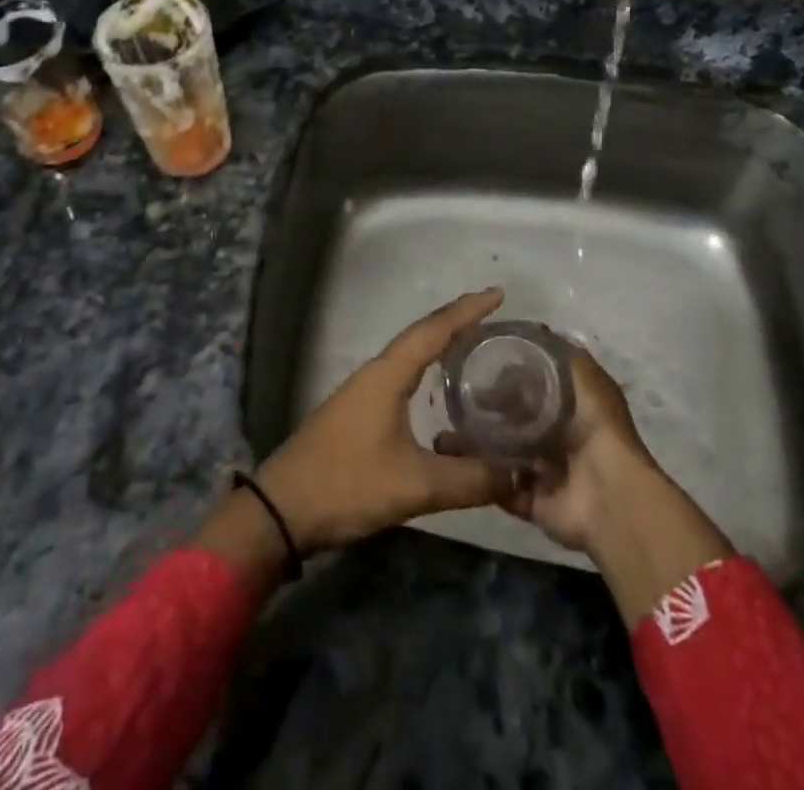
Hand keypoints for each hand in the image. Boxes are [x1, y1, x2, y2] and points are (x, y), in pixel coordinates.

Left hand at [253, 288, 518, 554]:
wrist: (282, 511)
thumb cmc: (347, 485)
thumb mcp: (415, 485)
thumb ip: (470, 479)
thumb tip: (520, 474)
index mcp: (388, 375)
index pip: (434, 330)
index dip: (467, 310)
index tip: (498, 293)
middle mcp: (376, 373)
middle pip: (422, 335)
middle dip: (457, 321)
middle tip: (493, 315)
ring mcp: (364, 391)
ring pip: (410, 355)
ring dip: (440, 343)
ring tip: (475, 343)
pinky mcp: (359, 412)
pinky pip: (402, 375)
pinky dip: (426, 369)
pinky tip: (439, 387)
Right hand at [440, 338, 733, 625]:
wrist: (607, 495)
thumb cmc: (597, 428)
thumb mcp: (585, 376)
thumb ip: (562, 353)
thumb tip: (536, 329)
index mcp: (574, 406)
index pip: (535, 384)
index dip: (509, 372)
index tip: (477, 360)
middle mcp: (559, 437)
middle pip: (516, 418)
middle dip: (489, 409)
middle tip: (456, 396)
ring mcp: (545, 471)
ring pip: (504, 452)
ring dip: (478, 444)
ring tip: (446, 431)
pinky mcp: (532, 501)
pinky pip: (500, 486)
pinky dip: (480, 477)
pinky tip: (453, 461)